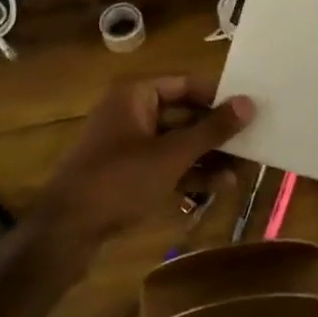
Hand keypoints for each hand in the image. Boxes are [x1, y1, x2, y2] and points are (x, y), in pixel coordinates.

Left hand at [29, 75, 252, 254]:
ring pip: (177, 142)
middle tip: (252, 143)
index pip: (187, 83)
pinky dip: (188, 172)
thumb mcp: (171, 155)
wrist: (65, 232)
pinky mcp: (127, 172)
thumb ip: (211, 130)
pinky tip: (217, 187)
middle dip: (216, 132)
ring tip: (241, 172)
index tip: (251, 108)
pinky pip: (165, 164)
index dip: (219, 95)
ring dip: (207, 156)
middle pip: (184, 114)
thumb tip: (249, 103)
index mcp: (136, 94)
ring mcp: (128, 143)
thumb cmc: (119, 181)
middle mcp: (132, 111)